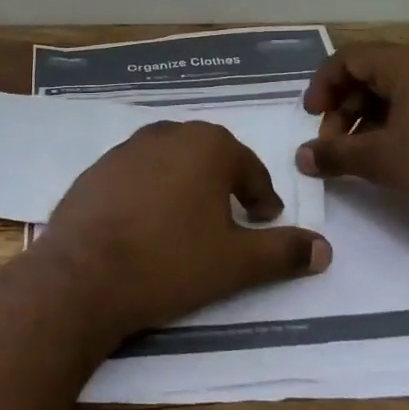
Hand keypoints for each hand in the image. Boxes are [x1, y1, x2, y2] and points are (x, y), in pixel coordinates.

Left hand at [38, 120, 331, 344]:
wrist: (83, 275)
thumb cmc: (170, 262)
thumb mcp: (236, 263)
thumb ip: (283, 252)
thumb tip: (325, 249)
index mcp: (207, 146)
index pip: (248, 167)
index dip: (261, 196)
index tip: (264, 220)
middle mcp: (167, 135)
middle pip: (208, 157)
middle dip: (224, 184)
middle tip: (232, 218)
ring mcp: (126, 149)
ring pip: (170, 162)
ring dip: (185, 186)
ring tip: (189, 223)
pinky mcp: (95, 169)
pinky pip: (136, 175)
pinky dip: (149, 193)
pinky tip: (145, 225)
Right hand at [297, 43, 408, 239]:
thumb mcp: (382, 161)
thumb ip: (335, 154)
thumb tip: (301, 157)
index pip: (351, 57)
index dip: (323, 84)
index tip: (311, 117)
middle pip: (370, 73)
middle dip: (343, 106)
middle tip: (331, 143)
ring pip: (393, 93)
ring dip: (364, 120)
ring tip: (354, 155)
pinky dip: (390, 127)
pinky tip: (385, 158)